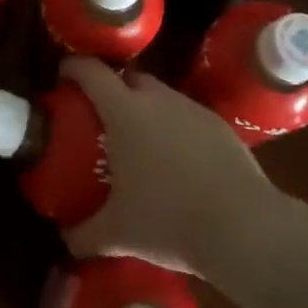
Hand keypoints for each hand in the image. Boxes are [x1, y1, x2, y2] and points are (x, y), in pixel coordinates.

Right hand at [61, 56, 271, 275]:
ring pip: (160, 96)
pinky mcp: (220, 126)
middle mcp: (157, 99)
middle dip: (112, 90)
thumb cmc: (169, 221)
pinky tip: (178, 163)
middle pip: (128, 78)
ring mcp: (192, 109)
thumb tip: (64, 239)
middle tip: (101, 118)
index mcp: (124, 111)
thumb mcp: (118, 234)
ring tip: (141, 144)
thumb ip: (83, 234)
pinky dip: (175, 130)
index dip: (73, 67)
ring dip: (146, 110)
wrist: (245, 228)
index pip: (90, 71)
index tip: (62, 76)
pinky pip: (187, 117)